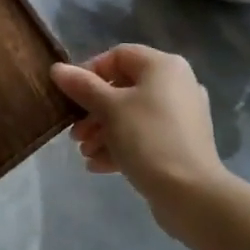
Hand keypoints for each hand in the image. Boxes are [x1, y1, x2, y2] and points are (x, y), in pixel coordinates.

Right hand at [51, 45, 235, 231]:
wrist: (191, 194)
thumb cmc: (148, 139)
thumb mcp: (109, 109)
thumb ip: (82, 86)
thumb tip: (57, 69)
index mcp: (163, 66)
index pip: (118, 56)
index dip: (90, 72)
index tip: (70, 96)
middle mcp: (177, 84)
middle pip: (123, 88)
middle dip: (94, 111)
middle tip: (76, 133)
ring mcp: (182, 116)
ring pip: (132, 115)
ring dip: (103, 131)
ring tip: (85, 153)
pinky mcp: (182, 143)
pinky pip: (146, 135)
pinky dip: (122, 145)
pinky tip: (98, 166)